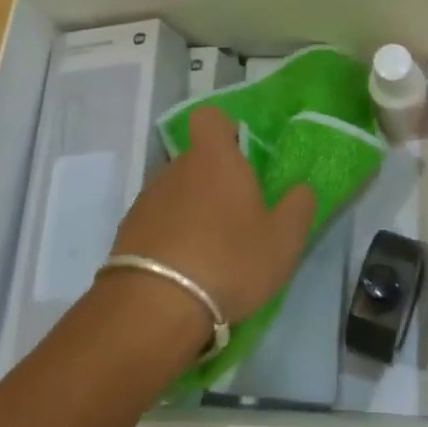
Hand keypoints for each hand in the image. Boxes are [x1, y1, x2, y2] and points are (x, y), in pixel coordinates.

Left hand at [109, 107, 314, 326]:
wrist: (154, 308)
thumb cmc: (229, 260)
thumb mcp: (283, 240)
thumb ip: (298, 207)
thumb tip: (300, 188)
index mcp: (214, 159)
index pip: (210, 118)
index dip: (224, 130)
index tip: (241, 156)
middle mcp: (175, 169)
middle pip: (195, 160)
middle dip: (213, 181)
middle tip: (236, 216)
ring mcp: (146, 200)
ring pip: (175, 193)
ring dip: (191, 212)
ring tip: (210, 252)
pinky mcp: (127, 233)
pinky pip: (156, 223)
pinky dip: (170, 238)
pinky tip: (183, 272)